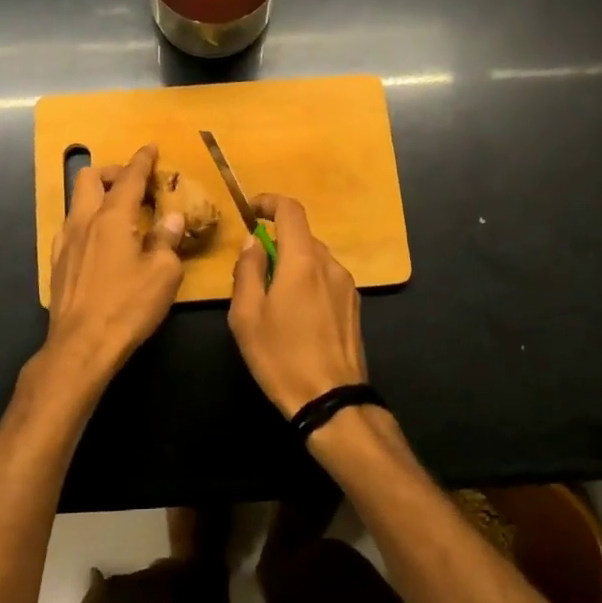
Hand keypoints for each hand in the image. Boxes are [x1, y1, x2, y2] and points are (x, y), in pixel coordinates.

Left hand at [44, 143, 185, 385]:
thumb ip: (167, 239)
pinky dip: (88, 221)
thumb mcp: (163, 273)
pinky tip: (101, 242)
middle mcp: (84, 221)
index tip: (151, 148)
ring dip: (98, 196)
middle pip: (90, 178)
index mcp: (112, 217)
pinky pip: (71, 227)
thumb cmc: (127, 306)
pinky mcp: (57, 264)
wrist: (81, 346)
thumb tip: (172, 218)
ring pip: (77, 202)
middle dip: (113, 172)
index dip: (142, 160)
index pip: (129, 177)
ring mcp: (65, 242)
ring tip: (121, 213)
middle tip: (134, 184)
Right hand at [227, 194, 367, 418]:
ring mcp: (347, 286)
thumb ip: (248, 271)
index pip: (291, 211)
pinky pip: (327, 280)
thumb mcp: (247, 315)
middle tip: (253, 272)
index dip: (269, 202)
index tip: (250, 211)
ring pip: (315, 260)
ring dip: (292, 266)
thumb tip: (253, 243)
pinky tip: (296, 317)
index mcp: (303, 261)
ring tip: (273, 300)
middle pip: (302, 237)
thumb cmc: (281, 356)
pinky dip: (308, 283)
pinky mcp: (354, 307)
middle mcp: (330, 265)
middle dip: (276, 244)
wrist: (330, 400)